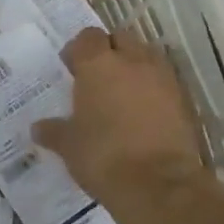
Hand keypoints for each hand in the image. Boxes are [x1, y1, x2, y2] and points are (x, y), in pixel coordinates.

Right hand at [32, 28, 221, 223]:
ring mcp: (162, 79)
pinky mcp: (184, 101)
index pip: (87, 37)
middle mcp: (132, 62)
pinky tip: (143, 113)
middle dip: (109, 51)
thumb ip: (54, 131)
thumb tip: (38, 128)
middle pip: (120, 39)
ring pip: (146, 57)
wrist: (159, 185)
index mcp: (98, 64)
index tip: (71, 68)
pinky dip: (153, 90)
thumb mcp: (68, 146)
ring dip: (134, 67)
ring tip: (122, 93)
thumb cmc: (103, 156)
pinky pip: (164, 83)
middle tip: (97, 77)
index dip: (78, 50)